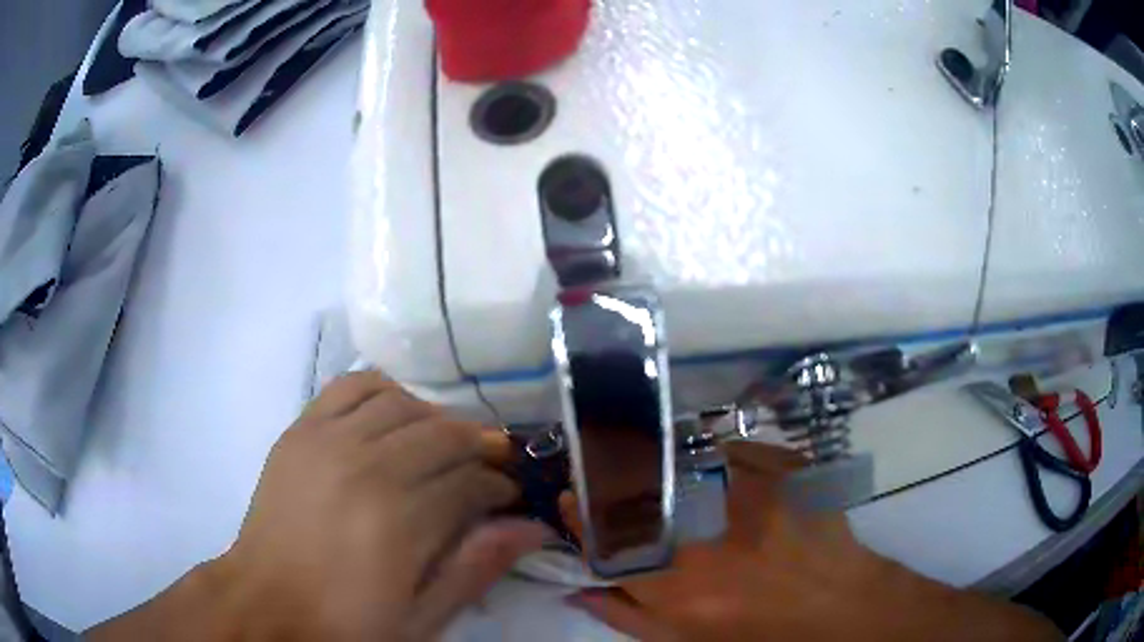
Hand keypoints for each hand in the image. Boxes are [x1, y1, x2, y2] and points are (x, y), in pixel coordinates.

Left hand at [90, 372, 545, 641]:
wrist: (260, 612)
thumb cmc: (345, 631)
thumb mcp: (421, 616)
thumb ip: (472, 563)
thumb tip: (525, 526)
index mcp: (390, 512)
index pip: (468, 471)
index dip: (503, 476)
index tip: (527, 485)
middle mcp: (357, 459)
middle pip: (438, 432)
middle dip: (478, 448)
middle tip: (500, 467)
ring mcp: (321, 438)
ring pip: (399, 402)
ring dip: (436, 421)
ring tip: (454, 447)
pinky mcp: (299, 433)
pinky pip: (351, 388)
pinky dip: (384, 392)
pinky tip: (398, 414)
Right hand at [561, 442, 1060, 641]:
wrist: (846, 611)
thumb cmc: (764, 640)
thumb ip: (627, 617)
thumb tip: (580, 589)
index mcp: (676, 582)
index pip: (604, 530)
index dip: (579, 507)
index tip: (569, 494)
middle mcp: (706, 531)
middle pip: (636, 482)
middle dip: (610, 472)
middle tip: (606, 470)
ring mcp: (751, 492)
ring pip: (682, 456)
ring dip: (661, 458)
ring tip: (666, 469)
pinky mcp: (785, 470)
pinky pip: (732, 449)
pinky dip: (716, 454)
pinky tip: (722, 470)